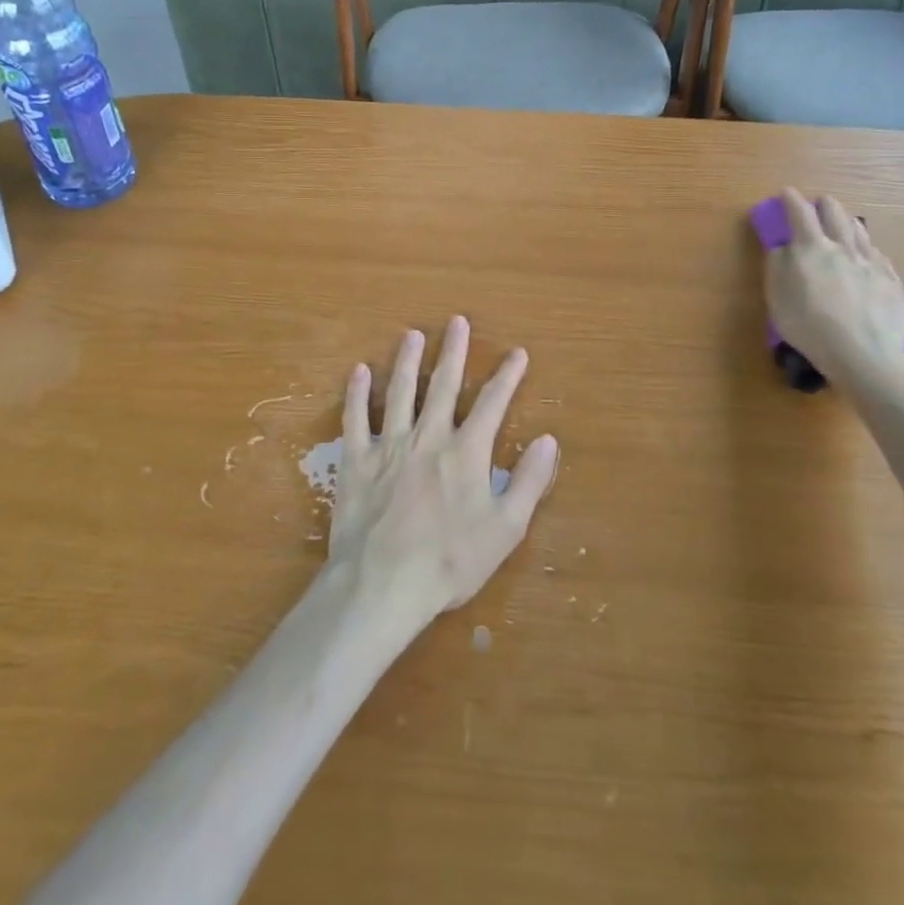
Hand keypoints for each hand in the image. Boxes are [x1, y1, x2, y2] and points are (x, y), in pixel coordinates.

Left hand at [332, 317, 558, 628]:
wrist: (383, 583)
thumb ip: (529, 482)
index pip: (492, 403)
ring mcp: (389, 445)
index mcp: (466, 452)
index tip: (517, 353)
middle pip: (443, 385)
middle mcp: (428, 437)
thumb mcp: (505, 528)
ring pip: (400, 392)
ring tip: (412, 335)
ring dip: (408, 361)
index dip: (507, 376)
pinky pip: (355, 418)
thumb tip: (547, 440)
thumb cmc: (449, 561)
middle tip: (457, 321)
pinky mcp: (357, 461)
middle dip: (453, 351)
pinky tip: (359, 371)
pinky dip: (357, 393)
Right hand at [762, 188, 903, 387]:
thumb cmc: (810, 326)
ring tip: (843, 223)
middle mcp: (843, 247)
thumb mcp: (777, 298)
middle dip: (823, 205)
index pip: (799, 213)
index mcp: (810, 248)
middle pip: (835, 213)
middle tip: (817, 206)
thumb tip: (782, 248)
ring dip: (847, 221)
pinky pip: (877, 254)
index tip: (786, 193)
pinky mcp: (891, 280)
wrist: (864, 354)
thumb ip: (777, 267)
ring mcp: (871, 262)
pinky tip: (866, 256)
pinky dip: (866, 248)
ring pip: (860, 230)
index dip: (791, 200)